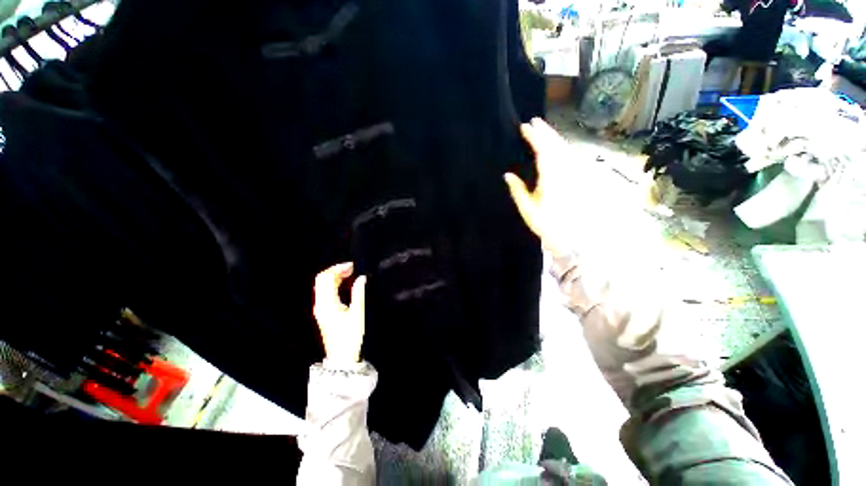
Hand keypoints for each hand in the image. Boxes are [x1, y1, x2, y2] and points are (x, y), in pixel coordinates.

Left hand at [313, 263, 366, 367]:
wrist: (342, 357)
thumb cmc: (350, 337)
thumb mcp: (358, 314)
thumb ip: (359, 293)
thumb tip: (361, 278)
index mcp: (327, 304)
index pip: (327, 278)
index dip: (338, 268)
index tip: (352, 265)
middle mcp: (320, 305)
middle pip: (321, 280)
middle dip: (335, 270)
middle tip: (351, 268)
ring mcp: (320, 309)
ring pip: (322, 285)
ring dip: (335, 276)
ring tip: (350, 273)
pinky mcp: (323, 312)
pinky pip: (325, 292)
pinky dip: (334, 284)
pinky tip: (344, 283)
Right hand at [504, 118, 570, 255]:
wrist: (571, 236)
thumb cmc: (546, 224)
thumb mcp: (528, 209)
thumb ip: (518, 191)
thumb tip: (507, 175)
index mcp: (550, 177)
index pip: (543, 151)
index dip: (534, 137)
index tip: (525, 127)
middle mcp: (564, 171)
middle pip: (556, 145)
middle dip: (545, 132)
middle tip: (535, 122)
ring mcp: (572, 174)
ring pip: (564, 149)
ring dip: (553, 137)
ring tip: (543, 130)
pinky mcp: (576, 178)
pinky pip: (568, 157)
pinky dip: (561, 148)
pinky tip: (556, 147)